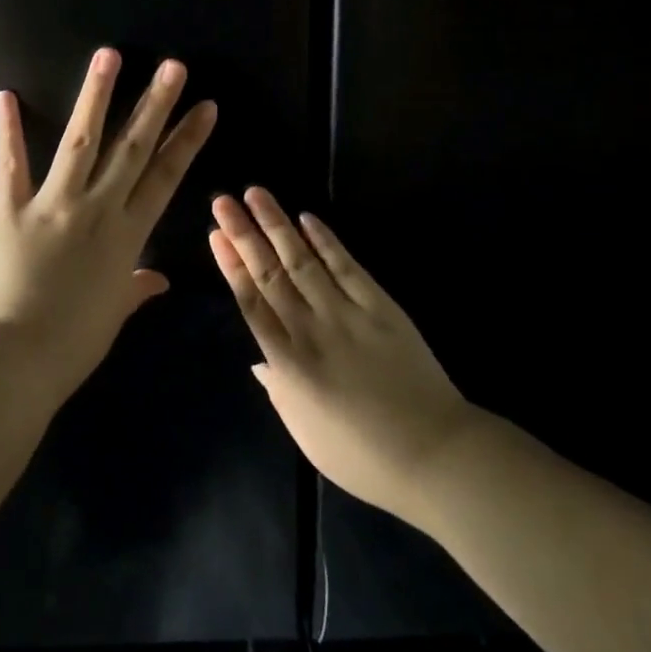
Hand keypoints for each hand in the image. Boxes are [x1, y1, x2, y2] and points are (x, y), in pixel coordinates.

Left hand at [0, 48, 216, 401]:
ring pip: (80, 141)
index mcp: (127, 236)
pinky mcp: (11, 210)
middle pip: (132, 148)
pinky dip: (7, 131)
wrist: (14, 361)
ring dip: (95, 96)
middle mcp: (97, 210)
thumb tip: (158, 281)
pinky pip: (11, 165)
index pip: (165, 177)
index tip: (205, 107)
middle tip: (172, 66)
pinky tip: (6, 96)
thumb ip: (134, 289)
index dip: (187, 140)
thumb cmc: (71, 346)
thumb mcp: (112, 315)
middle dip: (155, 104)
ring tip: (108, 55)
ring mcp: (53, 205)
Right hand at [209, 190, 473, 527]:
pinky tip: (308, 219)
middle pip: (270, 273)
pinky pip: (347, 267)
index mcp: (288, 365)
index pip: (251, 303)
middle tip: (223, 201)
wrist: (434, 455)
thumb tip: (259, 364)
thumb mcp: (308, 436)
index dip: (231, 266)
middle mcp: (311, 330)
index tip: (216, 235)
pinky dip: (327, 241)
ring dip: (278, 224)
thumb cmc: (364, 457)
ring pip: (303, 261)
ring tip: (256, 193)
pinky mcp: (381, 307)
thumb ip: (280, 394)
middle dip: (244, 234)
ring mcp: (347, 314)